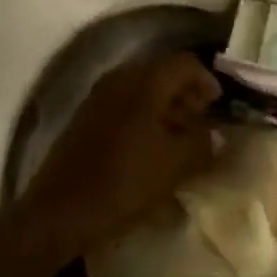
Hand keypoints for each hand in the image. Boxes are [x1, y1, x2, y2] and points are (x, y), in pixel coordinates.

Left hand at [24, 50, 223, 258]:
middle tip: (201, 121)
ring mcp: (98, 97)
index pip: (185, 63)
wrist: (58, 212)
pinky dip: (143, 116)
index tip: (217, 107)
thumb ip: (202, 144)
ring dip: (165, 106)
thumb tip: (217, 135)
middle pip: (162, 72)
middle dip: (186, 93)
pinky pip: (123, 104)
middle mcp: (120, 79)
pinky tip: (150, 147)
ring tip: (179, 138)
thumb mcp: (174, 166)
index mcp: (145, 83)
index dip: (207, 81)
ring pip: (142, 88)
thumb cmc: (123, 183)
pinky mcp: (85, 117)